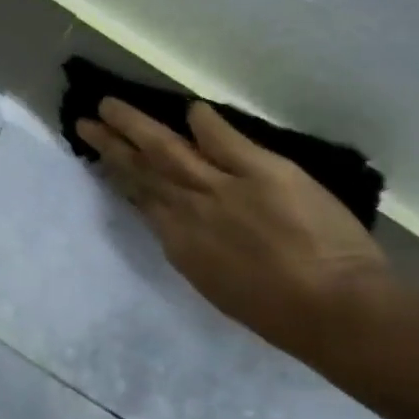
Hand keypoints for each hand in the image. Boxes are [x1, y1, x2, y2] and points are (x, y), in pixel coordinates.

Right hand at [77, 98, 392, 362]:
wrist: (332, 309)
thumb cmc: (278, 313)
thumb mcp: (218, 286)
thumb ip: (196, 250)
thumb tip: (180, 227)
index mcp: (180, 244)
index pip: (142, 200)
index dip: (120, 177)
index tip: (104, 158)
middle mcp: (189, 211)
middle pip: (143, 170)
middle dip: (112, 144)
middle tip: (86, 121)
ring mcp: (223, 188)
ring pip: (168, 150)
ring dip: (137, 126)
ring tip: (110, 105)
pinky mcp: (262, 171)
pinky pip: (224, 140)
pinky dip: (205, 123)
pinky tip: (190, 108)